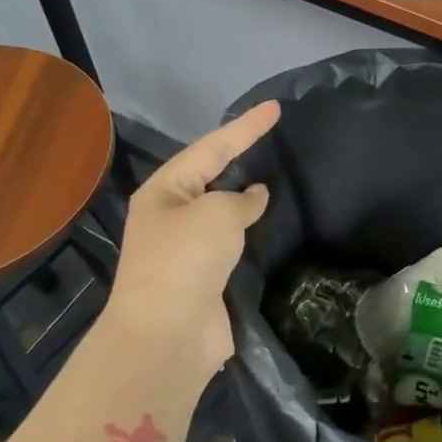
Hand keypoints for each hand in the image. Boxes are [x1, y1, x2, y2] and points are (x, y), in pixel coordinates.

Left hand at [102, 100, 279, 372]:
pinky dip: (250, 233)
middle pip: (211, 176)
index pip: (211, 148)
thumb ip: (240, 199)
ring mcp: (186, 250)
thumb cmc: (186, 260)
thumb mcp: (217, 214)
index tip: (275, 107)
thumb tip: (254, 197)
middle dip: (240, 157)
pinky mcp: (205, 279)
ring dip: (245, 198)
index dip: (245, 127)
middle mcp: (171, 216)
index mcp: (164, 192)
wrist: (168, 334)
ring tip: (277, 179)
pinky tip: (270, 227)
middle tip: (272, 138)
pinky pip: (232, 244)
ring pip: (222, 212)